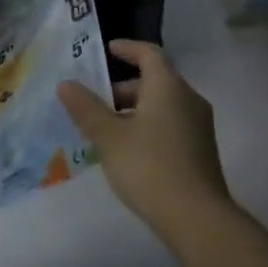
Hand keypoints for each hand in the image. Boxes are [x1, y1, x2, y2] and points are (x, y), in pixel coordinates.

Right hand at [58, 40, 233, 245]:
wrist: (197, 218)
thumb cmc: (149, 167)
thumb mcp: (109, 137)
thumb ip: (86, 108)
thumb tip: (66, 84)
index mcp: (168, 87)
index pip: (149, 54)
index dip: (128, 49)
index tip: (108, 49)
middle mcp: (188, 98)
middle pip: (154, 81)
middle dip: (123, 88)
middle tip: (94, 102)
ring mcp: (199, 125)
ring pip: (162, 105)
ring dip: (133, 110)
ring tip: (105, 130)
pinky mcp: (201, 150)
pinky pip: (170, 124)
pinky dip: (147, 126)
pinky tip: (128, 151)